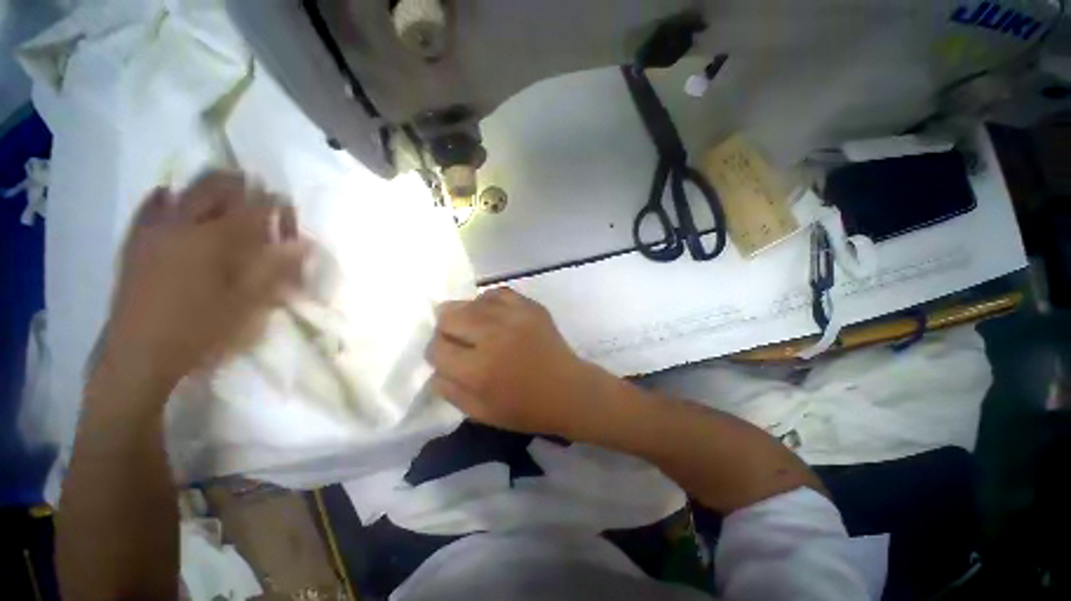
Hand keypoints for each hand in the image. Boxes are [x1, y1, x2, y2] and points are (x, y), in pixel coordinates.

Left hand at [98, 171, 308, 393]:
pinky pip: (148, 208)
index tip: (285, 202)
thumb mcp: (248, 304)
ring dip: (205, 185)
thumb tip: (304, 244)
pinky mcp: (135, 243)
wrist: (141, 354)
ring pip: (182, 192)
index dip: (272, 203)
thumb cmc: (201, 329)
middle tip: (254, 185)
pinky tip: (168, 194)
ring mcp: (154, 232)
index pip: (252, 209)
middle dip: (237, 183)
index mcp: (214, 241)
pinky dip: (162, 197)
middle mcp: (183, 226)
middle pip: (213, 189)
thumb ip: (276, 269)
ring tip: (221, 184)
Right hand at [426, 288, 606, 436]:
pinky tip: (494, 316)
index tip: (448, 357)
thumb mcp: (480, 413)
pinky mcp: (530, 306)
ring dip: (466, 316)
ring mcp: (514, 316)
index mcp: (478, 370)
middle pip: (448, 316)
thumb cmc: (525, 408)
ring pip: (470, 301)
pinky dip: (488, 303)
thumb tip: (435, 366)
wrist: (568, 390)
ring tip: (478, 329)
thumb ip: (449, 389)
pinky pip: (496, 293)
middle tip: (460, 341)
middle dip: (447, 330)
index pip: (436, 348)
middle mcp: (493, 336)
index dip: (437, 353)